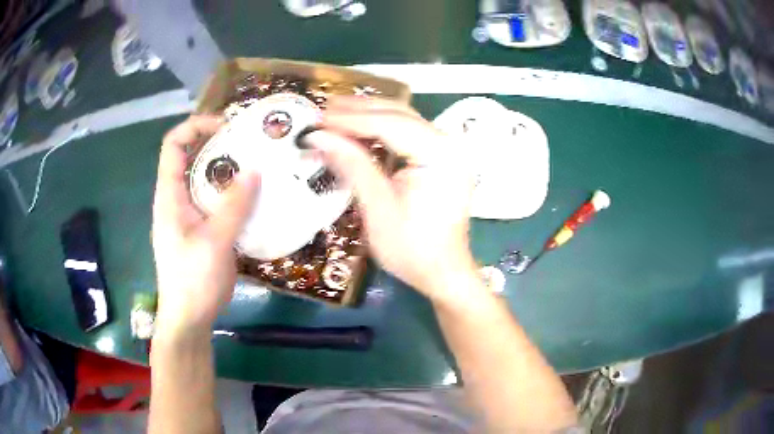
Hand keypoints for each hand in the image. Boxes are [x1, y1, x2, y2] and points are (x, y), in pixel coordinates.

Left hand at [152, 116, 259, 335]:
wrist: (189, 317)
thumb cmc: (193, 280)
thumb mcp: (214, 242)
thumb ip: (234, 206)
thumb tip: (255, 170)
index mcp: (170, 195)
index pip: (173, 144)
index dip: (196, 126)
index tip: (227, 126)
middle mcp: (177, 198)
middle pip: (193, 157)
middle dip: (220, 145)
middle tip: (252, 144)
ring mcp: (190, 214)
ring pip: (207, 180)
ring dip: (231, 170)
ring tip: (260, 166)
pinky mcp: (202, 228)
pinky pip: (217, 201)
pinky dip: (235, 193)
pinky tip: (256, 198)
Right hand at [306, 96, 478, 301]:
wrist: (443, 273)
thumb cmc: (412, 250)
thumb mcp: (378, 208)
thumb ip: (351, 165)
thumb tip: (318, 136)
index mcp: (440, 156)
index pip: (390, 125)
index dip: (350, 120)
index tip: (318, 119)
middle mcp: (449, 145)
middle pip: (399, 114)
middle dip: (359, 110)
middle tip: (323, 110)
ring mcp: (447, 151)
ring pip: (403, 119)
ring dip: (368, 114)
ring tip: (334, 114)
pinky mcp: (440, 159)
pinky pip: (408, 134)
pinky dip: (380, 129)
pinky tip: (358, 128)